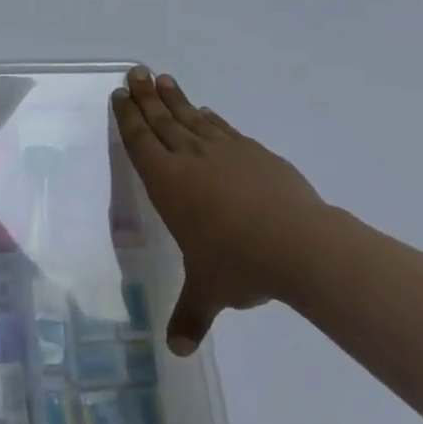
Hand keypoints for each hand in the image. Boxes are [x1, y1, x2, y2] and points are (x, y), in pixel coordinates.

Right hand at [112, 66, 326, 355]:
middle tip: (136, 71)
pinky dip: (211, 118)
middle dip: (146, 96)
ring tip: (164, 79)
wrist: (301, 244)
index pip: (141, 141)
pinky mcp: (256, 153)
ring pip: (192, 117)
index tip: (121, 93)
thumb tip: (178, 351)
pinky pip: (224, 128)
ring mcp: (226, 151)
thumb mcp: (209, 291)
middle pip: (162, 119)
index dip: (129, 116)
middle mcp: (191, 158)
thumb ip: (191, 315)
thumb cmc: (239, 264)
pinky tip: (208, 114)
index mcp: (168, 182)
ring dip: (175, 99)